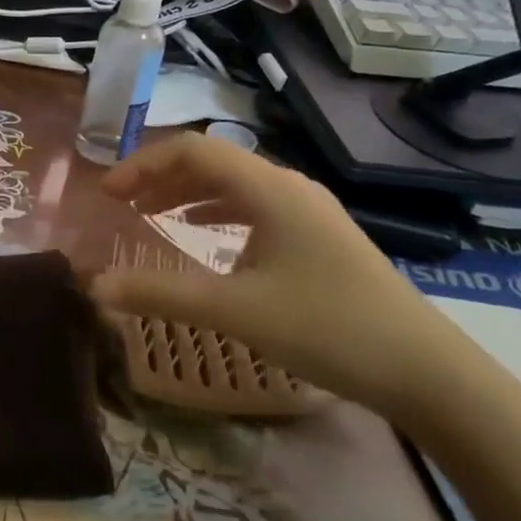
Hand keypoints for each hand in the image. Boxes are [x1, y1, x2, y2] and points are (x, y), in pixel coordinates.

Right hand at [90, 134, 471, 418]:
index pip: (192, 149)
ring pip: (233, 185)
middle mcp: (288, 187)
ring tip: (150, 215)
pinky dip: (216, 214)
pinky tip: (204, 239)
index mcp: (269, 188)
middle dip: (160, 177)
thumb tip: (95, 286)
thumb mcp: (233, 310)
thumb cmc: (326, 328)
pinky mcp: (318, 237)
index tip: (108, 194)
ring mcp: (308, 212)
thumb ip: (159, 294)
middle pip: (212, 162)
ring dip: (186, 194)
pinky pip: (254, 208)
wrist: (425, 372)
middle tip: (120, 204)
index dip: (143, 164)